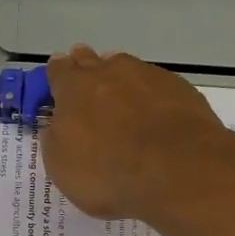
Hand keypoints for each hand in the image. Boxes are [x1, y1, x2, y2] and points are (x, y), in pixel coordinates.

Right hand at [41, 46, 234, 221]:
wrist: (179, 172)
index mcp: (74, 88)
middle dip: (86, 71)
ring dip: (120, 82)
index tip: (57, 90)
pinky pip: (157, 86)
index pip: (58, 71)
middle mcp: (110, 71)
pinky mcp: (180, 88)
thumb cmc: (109, 174)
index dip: (56, 79)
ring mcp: (148, 76)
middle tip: (88, 91)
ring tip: (122, 105)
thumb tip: (56, 125)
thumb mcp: (62, 168)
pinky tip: (155, 117)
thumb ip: (54, 139)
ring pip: (126, 69)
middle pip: (91, 61)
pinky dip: (151, 97)